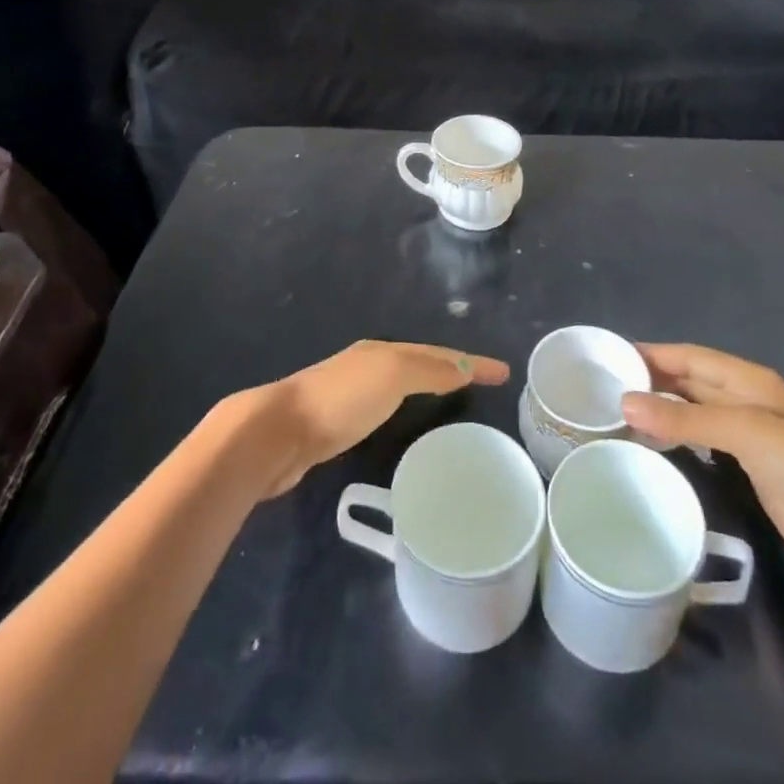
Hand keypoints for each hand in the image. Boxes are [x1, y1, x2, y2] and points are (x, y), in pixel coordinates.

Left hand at [239, 340, 510, 497]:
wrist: (278, 431)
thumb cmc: (341, 401)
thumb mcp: (392, 376)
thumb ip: (429, 371)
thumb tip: (464, 367)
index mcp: (384, 351)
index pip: (439, 353)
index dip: (472, 362)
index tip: (505, 372)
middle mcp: (369, 364)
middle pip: (421, 362)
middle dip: (453, 367)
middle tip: (482, 382)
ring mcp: (351, 392)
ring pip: (403, 382)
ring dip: (430, 385)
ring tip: (453, 399)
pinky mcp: (337, 421)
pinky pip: (387, 405)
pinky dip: (408, 406)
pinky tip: (406, 422)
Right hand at [621, 343, 783, 593]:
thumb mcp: (743, 431)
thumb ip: (685, 418)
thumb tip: (625, 403)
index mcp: (748, 380)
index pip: (690, 357)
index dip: (653, 353)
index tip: (611, 355)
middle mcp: (746, 401)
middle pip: (692, 381)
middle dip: (653, 379)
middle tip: (606, 385)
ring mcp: (750, 437)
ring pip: (696, 411)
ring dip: (663, 409)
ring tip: (620, 412)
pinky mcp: (752, 470)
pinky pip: (704, 443)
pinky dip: (678, 438)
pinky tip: (655, 445)